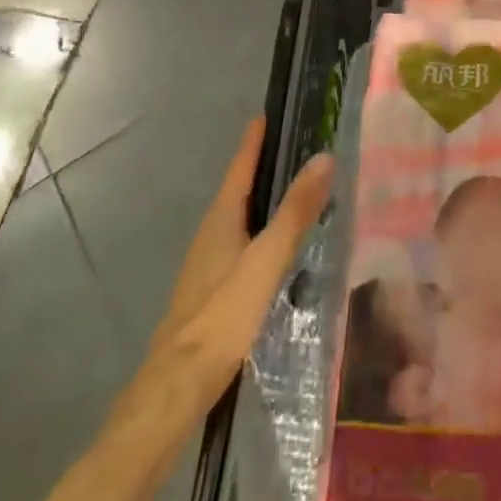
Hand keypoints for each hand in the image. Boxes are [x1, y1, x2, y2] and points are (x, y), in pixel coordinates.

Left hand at [146, 120, 334, 414]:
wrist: (177, 387)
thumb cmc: (223, 315)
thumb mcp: (266, 260)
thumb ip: (295, 211)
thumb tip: (323, 157)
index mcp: (221, 220)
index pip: (240, 167)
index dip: (254, 141)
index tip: (266, 114)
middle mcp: (210, 235)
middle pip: (238, 190)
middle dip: (261, 167)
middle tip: (292, 148)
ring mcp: (207, 265)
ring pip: (238, 219)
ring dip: (261, 201)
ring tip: (292, 192)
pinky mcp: (211, 292)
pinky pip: (239, 245)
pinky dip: (259, 231)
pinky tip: (275, 249)